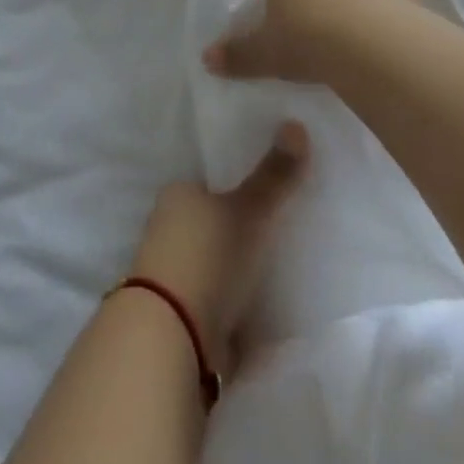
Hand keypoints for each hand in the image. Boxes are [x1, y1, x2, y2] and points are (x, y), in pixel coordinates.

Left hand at [128, 122, 309, 374]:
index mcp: (176, 196)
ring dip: (237, 271)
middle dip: (238, 231)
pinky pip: (218, 303)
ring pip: (214, 264)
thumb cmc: (207, 257)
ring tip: (279, 270)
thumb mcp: (248, 211)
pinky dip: (237, 305)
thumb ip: (274, 175)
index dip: (235, 187)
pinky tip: (264, 308)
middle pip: (211, 224)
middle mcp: (167, 230)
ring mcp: (172, 277)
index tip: (266, 194)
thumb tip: (296, 123)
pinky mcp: (184, 319)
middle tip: (280, 232)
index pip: (209, 182)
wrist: (173, 339)